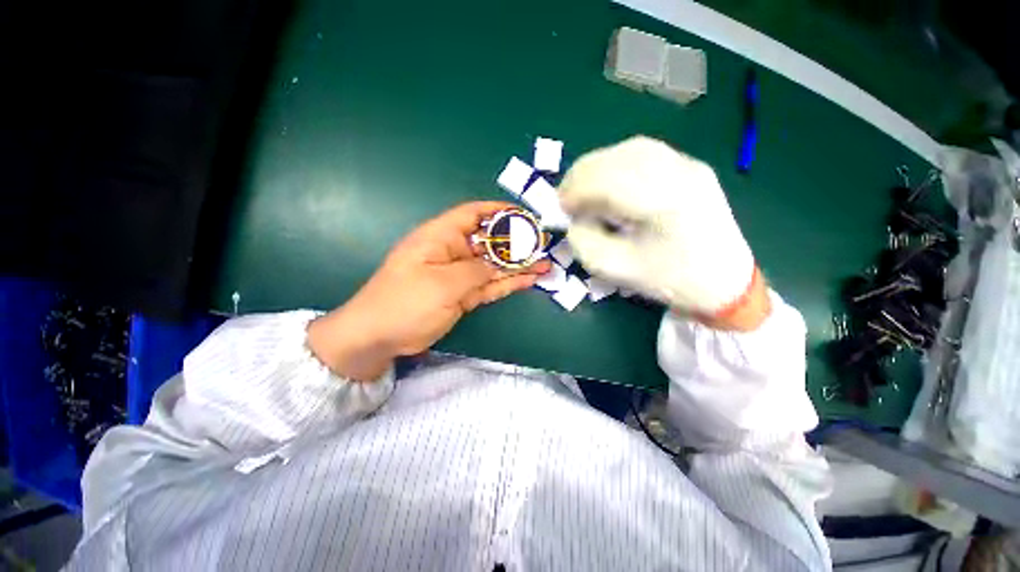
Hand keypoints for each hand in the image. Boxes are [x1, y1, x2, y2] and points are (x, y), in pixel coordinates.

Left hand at [308, 201, 550, 379]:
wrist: (380, 336)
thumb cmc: (405, 301)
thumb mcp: (442, 283)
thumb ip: (476, 270)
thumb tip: (499, 263)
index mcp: (440, 237)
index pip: (473, 215)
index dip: (498, 211)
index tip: (524, 215)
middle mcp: (452, 252)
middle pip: (489, 242)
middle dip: (516, 243)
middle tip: (543, 245)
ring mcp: (459, 276)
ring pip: (494, 266)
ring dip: (518, 266)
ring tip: (544, 264)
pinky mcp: (463, 295)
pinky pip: (490, 285)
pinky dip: (509, 283)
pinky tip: (529, 280)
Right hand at [559, 136, 768, 329]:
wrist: (724, 281)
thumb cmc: (669, 280)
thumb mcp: (615, 270)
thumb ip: (585, 240)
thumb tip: (576, 216)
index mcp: (665, 204)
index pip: (609, 180)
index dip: (577, 189)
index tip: (561, 207)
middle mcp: (681, 173)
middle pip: (619, 157)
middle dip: (582, 175)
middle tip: (567, 197)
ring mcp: (690, 165)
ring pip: (630, 149)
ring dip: (597, 167)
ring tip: (583, 189)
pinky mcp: (691, 166)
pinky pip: (644, 153)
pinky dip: (616, 164)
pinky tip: (608, 182)